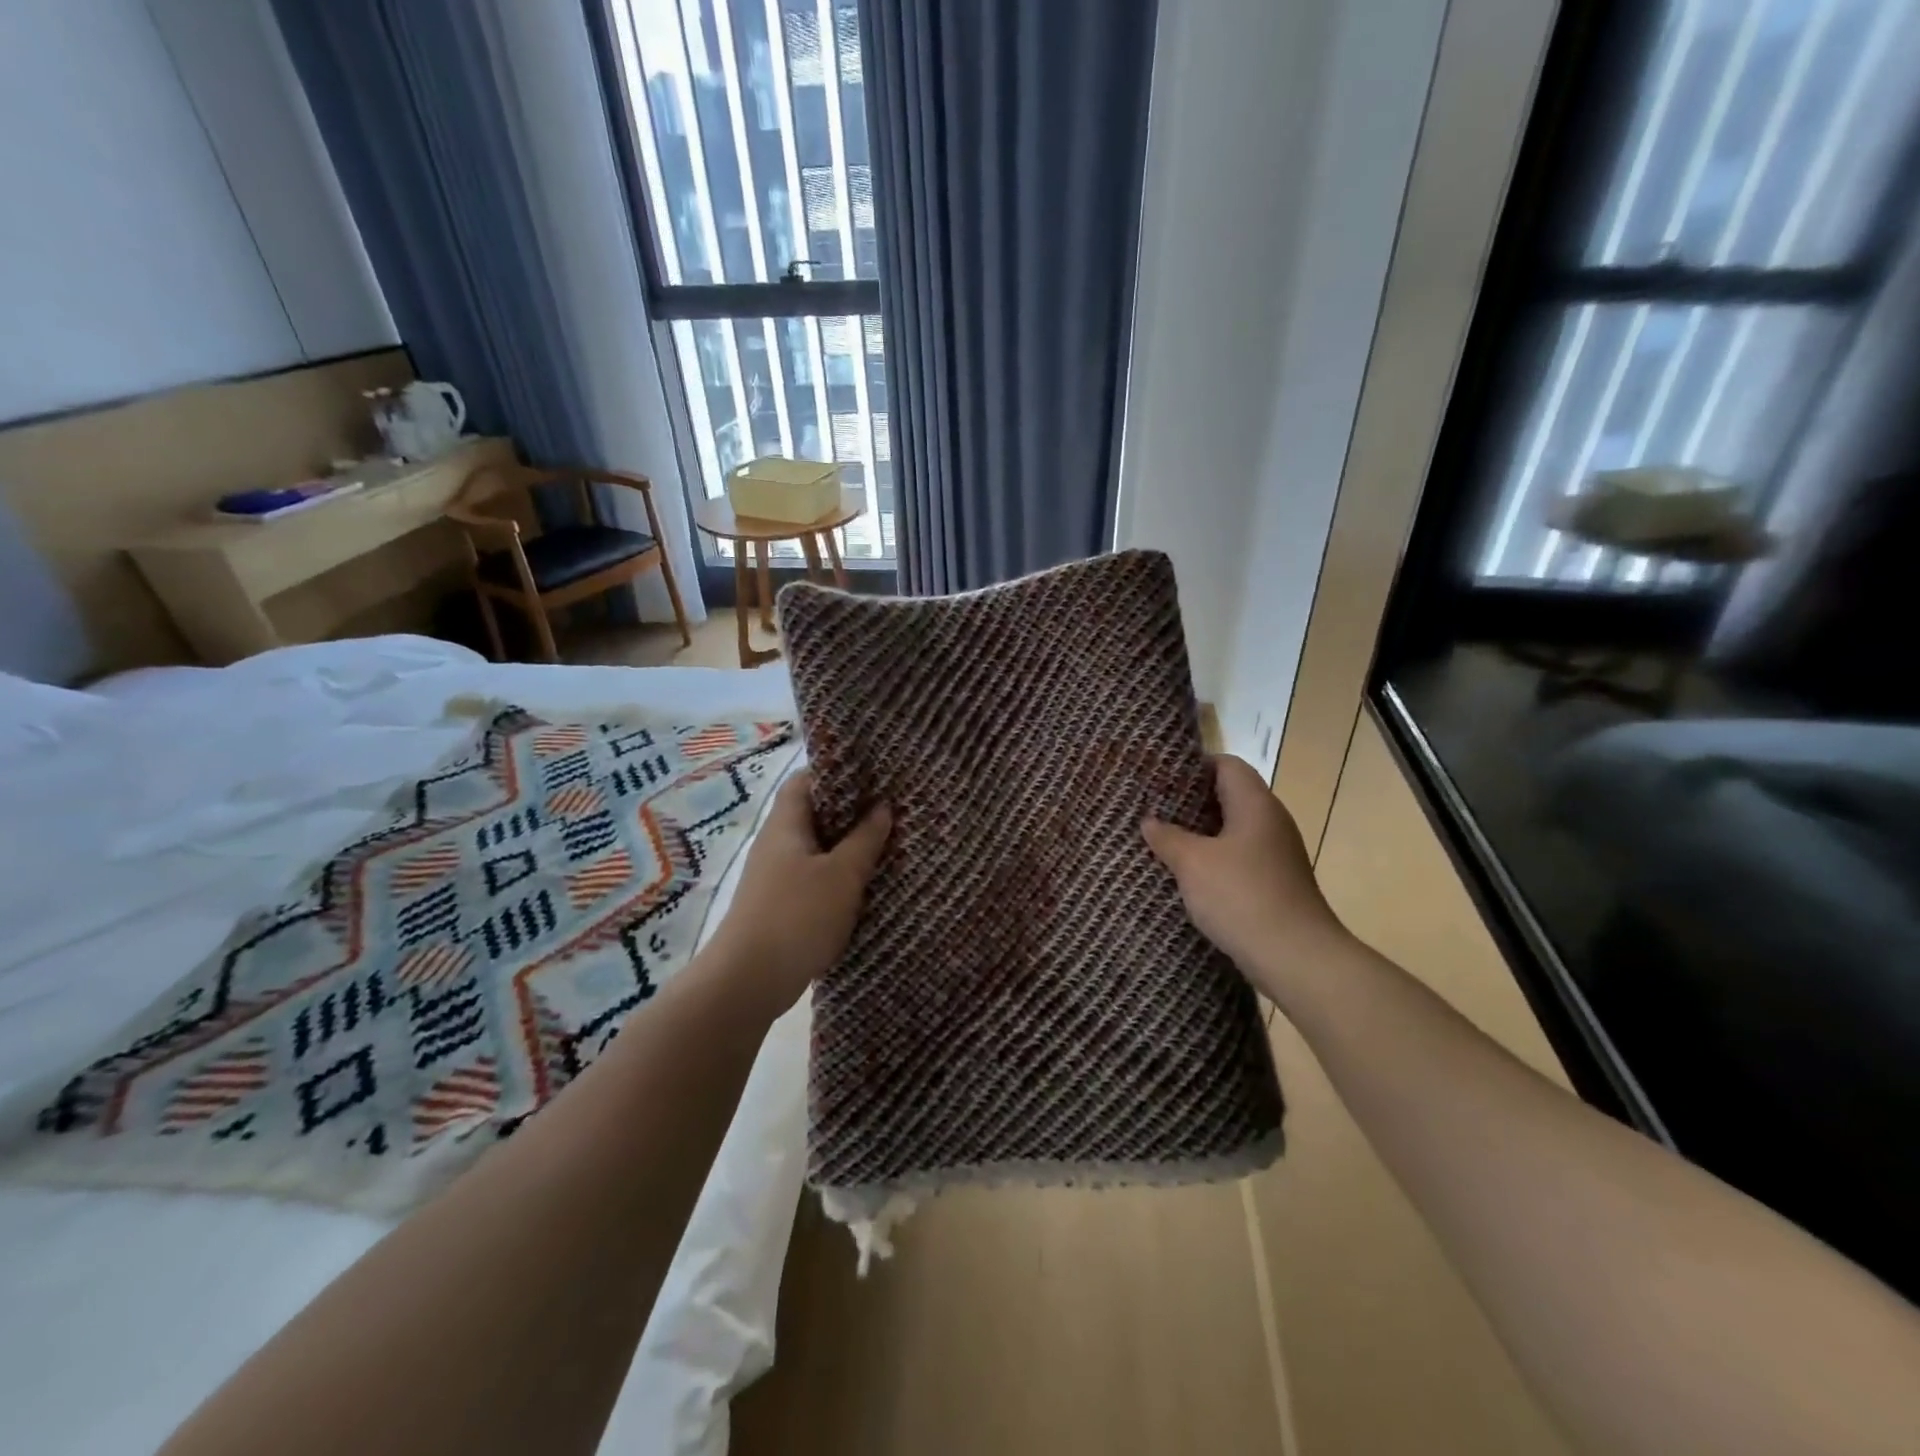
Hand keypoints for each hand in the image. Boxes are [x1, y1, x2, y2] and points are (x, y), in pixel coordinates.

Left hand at [704, 771, 891, 1015]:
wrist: (748, 981)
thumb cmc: (798, 916)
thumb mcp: (842, 875)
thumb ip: (865, 839)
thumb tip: (882, 807)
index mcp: (785, 824)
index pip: (805, 780)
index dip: (836, 772)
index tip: (872, 775)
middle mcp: (776, 844)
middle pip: (812, 814)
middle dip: (849, 811)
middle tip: (889, 809)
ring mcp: (774, 876)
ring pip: (815, 848)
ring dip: (846, 846)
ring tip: (885, 843)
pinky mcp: (779, 905)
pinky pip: (813, 877)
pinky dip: (837, 875)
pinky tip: (863, 885)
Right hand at [1142, 755, 1349, 1005]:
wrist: (1297, 958)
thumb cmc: (1242, 897)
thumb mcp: (1193, 864)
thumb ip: (1168, 837)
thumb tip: (1150, 821)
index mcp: (1255, 805)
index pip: (1227, 765)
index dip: (1194, 765)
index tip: (1161, 777)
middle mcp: (1271, 822)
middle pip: (1229, 796)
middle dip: (1191, 801)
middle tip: (1153, 808)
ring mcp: (1276, 855)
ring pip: (1233, 830)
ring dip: (1200, 834)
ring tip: (1163, 840)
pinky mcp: (1275, 883)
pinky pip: (1239, 858)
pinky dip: (1213, 859)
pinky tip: (1188, 875)